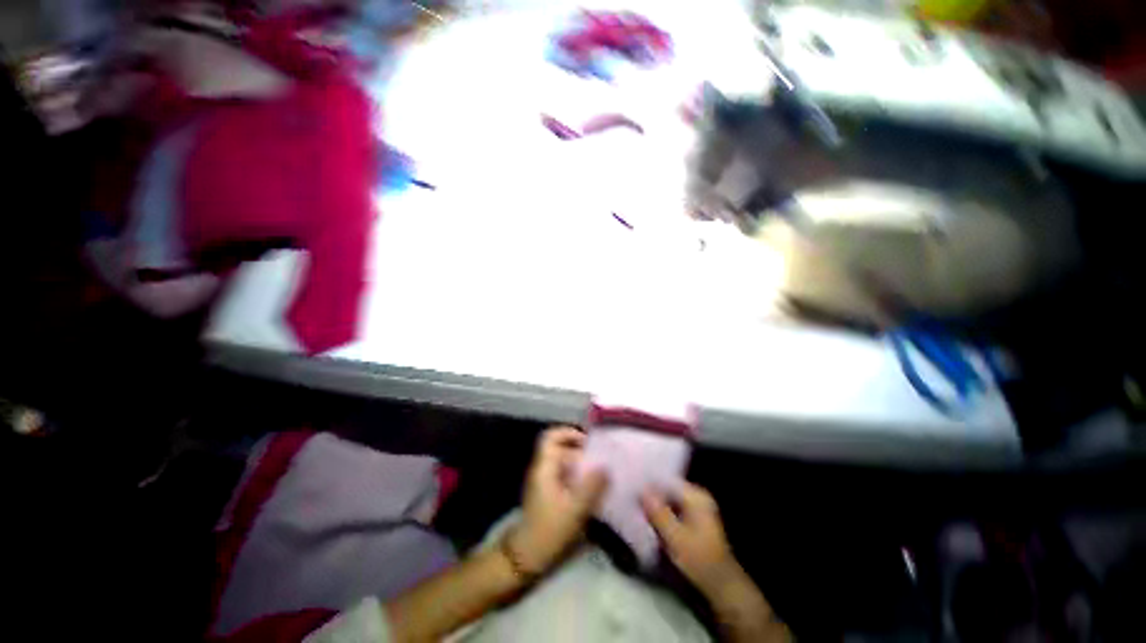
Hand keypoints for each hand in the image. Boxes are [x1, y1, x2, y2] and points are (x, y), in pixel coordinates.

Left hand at [511, 426, 608, 574]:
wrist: (527, 556)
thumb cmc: (550, 530)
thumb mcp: (575, 509)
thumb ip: (592, 486)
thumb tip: (606, 466)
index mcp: (545, 466)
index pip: (552, 436)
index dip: (569, 432)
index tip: (588, 441)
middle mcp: (543, 468)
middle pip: (561, 448)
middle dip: (582, 451)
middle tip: (601, 460)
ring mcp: (544, 480)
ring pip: (564, 461)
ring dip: (581, 465)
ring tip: (600, 474)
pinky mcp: (548, 492)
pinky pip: (564, 474)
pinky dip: (577, 476)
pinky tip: (591, 488)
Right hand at [642, 482, 741, 595]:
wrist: (721, 585)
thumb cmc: (699, 558)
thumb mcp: (675, 536)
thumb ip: (658, 512)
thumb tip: (641, 491)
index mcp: (696, 495)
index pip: (667, 480)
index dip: (650, 484)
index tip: (633, 489)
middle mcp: (698, 496)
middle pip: (669, 489)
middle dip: (652, 495)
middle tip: (633, 498)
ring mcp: (698, 507)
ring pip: (670, 499)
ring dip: (657, 505)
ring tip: (638, 507)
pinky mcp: (695, 519)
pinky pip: (675, 508)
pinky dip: (664, 513)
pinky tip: (651, 518)